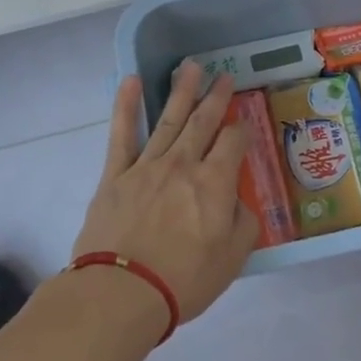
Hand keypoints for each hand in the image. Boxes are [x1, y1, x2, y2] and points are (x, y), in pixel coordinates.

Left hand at [71, 64, 258, 324]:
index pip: (234, 142)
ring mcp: (147, 166)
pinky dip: (126, 106)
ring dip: (181, 91)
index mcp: (215, 182)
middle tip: (224, 76)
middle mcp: (183, 164)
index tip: (245, 122)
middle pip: (203, 122)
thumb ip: (243, 222)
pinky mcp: (115, 175)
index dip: (242, 130)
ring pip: (169, 119)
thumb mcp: (233, 258)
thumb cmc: (184, 280)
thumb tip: (237, 201)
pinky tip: (131, 81)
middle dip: (216, 97)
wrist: (122, 293)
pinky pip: (122, 134)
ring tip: (191, 67)